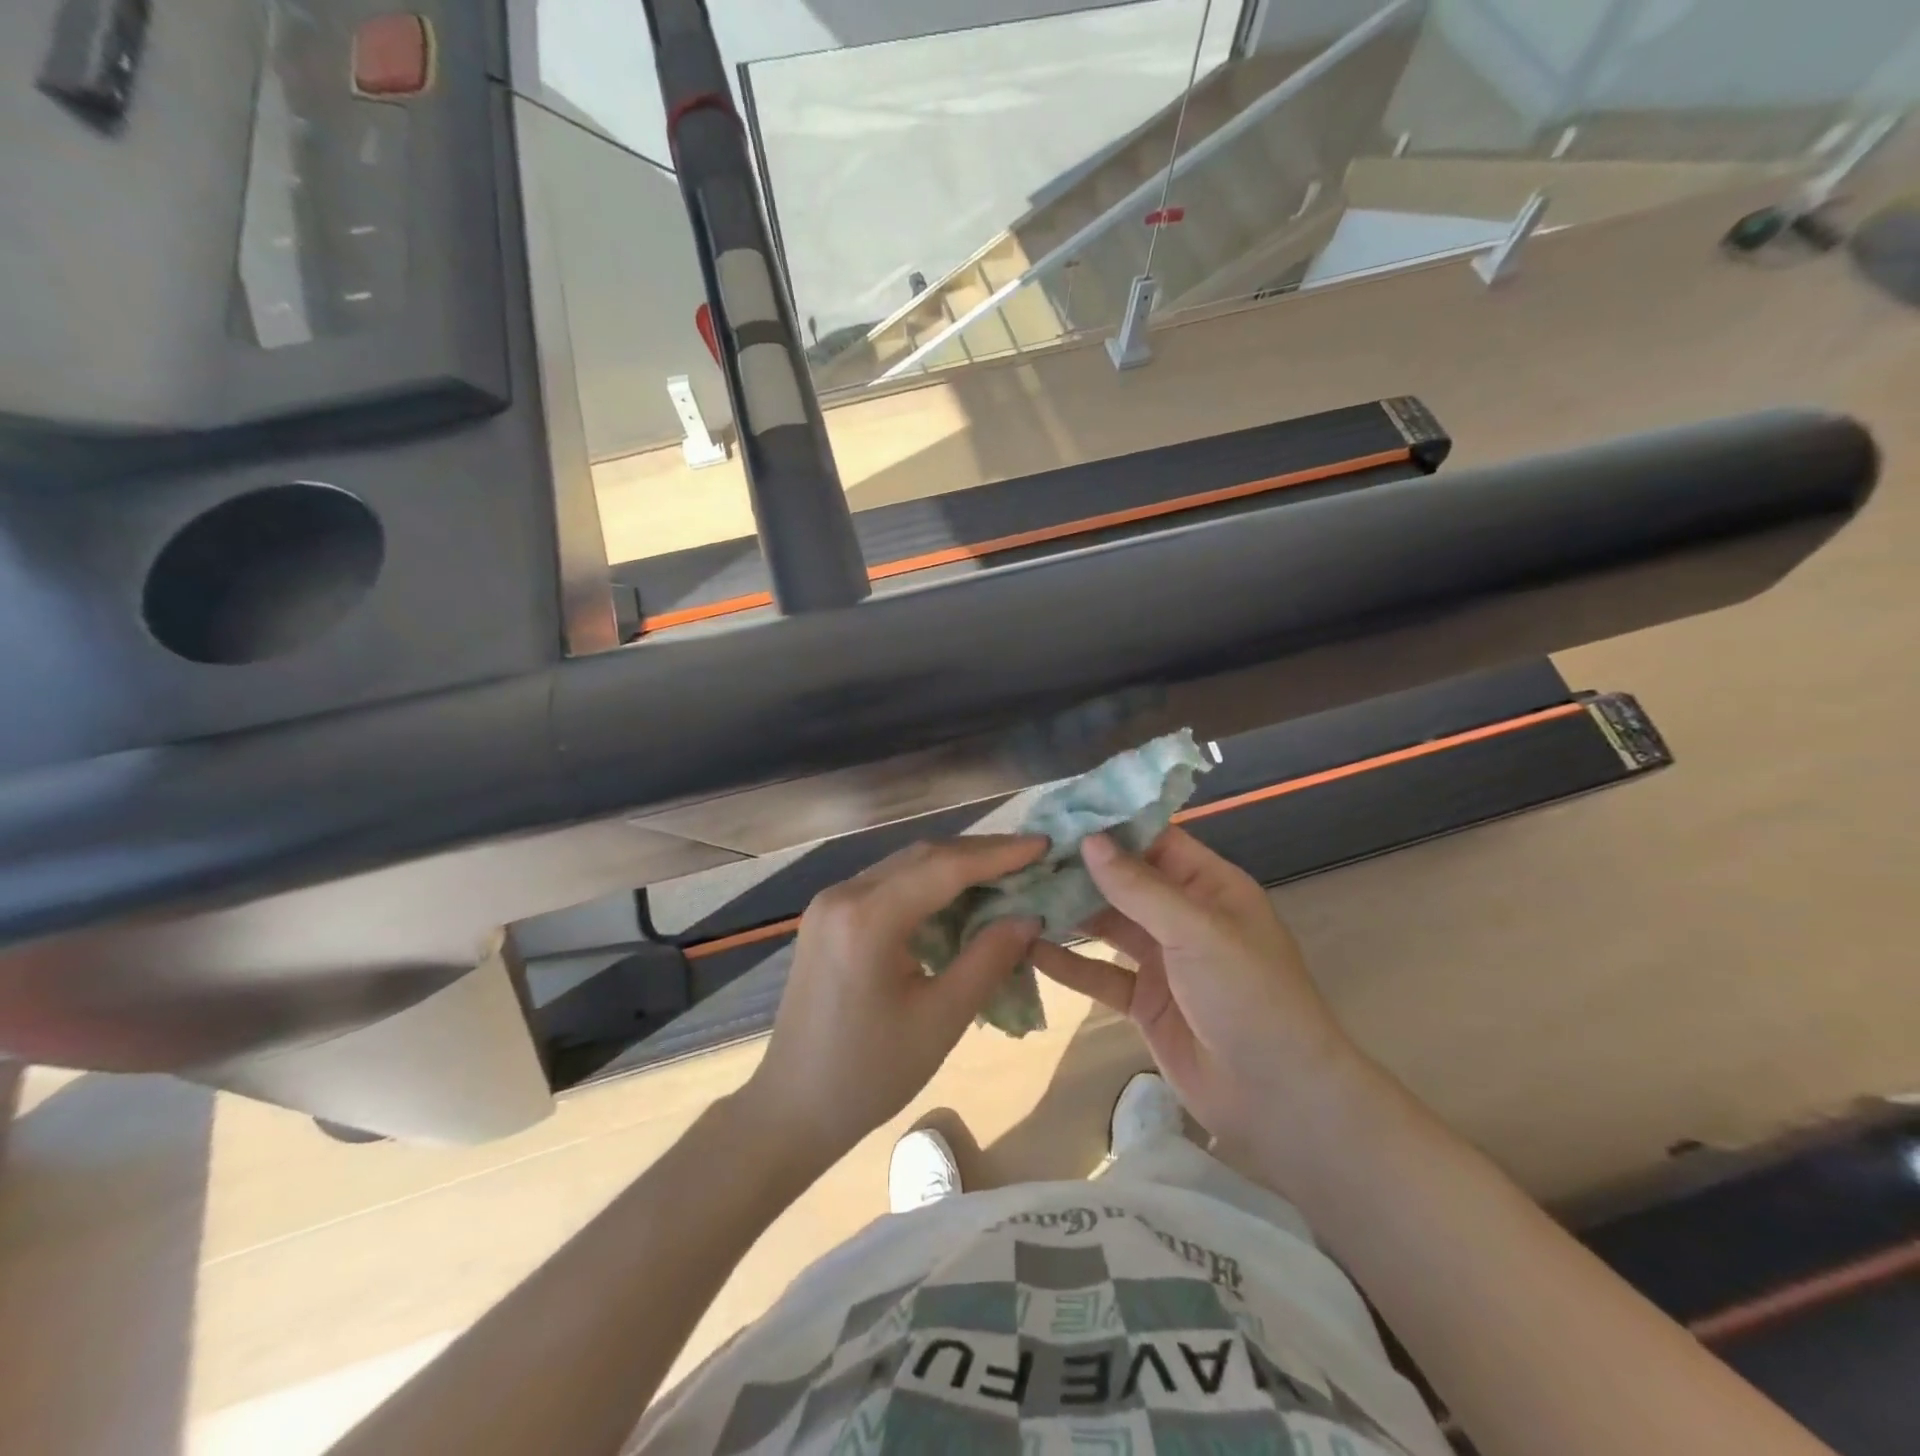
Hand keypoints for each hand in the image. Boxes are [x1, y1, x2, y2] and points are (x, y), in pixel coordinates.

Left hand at [740, 836, 1045, 1167]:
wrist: (792, 1107)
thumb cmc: (870, 1073)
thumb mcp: (940, 1020)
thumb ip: (988, 960)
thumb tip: (1028, 917)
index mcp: (867, 919)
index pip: (944, 867)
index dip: (999, 854)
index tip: (1043, 844)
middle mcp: (843, 895)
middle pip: (922, 856)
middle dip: (979, 853)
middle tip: (1030, 857)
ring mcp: (829, 903)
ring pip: (904, 866)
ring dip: (953, 866)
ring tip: (1003, 873)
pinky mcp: (827, 917)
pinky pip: (886, 885)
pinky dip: (926, 885)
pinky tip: (956, 898)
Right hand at [1029, 829, 1364, 1152]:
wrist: (1278, 1099)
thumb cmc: (1249, 997)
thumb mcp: (1197, 932)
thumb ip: (1140, 888)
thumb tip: (1090, 840)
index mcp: (1207, 886)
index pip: (1151, 840)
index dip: (1107, 825)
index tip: (1055, 813)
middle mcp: (1182, 916)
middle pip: (1121, 881)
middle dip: (1076, 869)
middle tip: (1020, 854)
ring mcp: (1161, 960)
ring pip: (1105, 925)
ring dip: (1066, 912)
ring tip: (1014, 893)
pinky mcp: (1143, 1002)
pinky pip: (1098, 973)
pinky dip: (1067, 963)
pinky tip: (1028, 948)